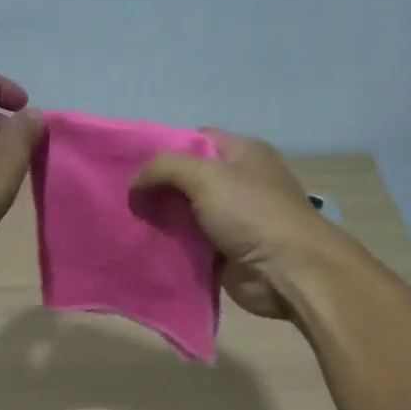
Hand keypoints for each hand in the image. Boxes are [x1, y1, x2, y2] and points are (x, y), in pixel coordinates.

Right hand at [131, 129, 323, 318]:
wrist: (286, 270)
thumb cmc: (250, 212)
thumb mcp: (205, 176)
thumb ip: (164, 169)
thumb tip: (134, 182)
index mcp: (242, 153)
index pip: (196, 140)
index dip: (165, 150)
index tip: (134, 167)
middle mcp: (239, 181)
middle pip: (188, 178)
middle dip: (158, 188)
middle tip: (124, 198)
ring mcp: (233, 218)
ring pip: (186, 213)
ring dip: (161, 219)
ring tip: (128, 222)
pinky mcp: (225, 250)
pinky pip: (190, 243)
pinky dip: (171, 245)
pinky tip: (145, 246)